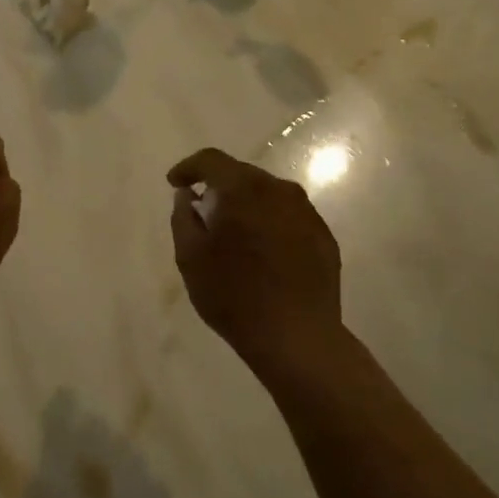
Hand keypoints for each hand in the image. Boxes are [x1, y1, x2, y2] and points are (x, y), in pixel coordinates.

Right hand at [167, 148, 342, 375]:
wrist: (297, 337)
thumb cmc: (233, 295)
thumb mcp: (190, 257)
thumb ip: (183, 217)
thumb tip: (188, 195)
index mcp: (243, 189)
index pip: (211, 160)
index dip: (189, 167)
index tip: (175, 184)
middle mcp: (279, 190)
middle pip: (241, 174)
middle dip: (218, 187)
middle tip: (202, 212)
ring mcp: (306, 212)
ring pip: (267, 195)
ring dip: (246, 205)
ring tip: (233, 234)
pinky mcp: (323, 236)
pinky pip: (288, 217)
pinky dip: (269, 223)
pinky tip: (262, 252)